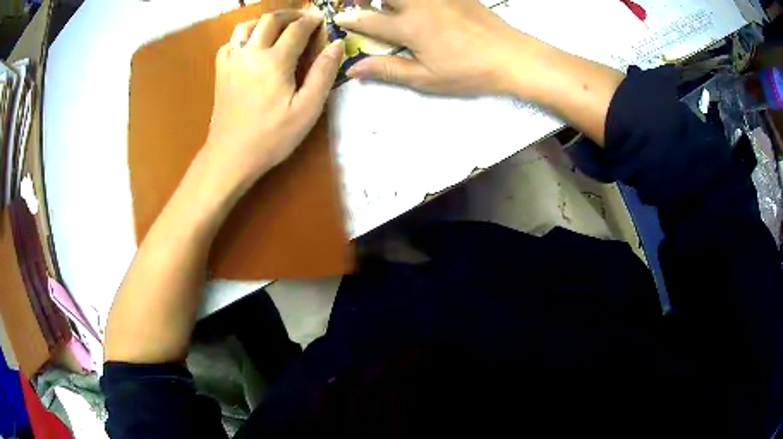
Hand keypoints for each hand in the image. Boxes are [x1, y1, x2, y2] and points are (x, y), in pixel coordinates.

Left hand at [204, 11, 344, 195]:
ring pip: (246, 26)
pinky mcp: (220, 72)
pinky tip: (251, 48)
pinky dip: (243, 38)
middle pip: (271, 19)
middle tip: (304, 21)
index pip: (297, 28)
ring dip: (265, 22)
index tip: (323, 21)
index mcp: (274, 61)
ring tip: (278, 29)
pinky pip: (230, 43)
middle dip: (291, 15)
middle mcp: (251, 53)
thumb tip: (338, 44)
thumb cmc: (271, 137)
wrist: (230, 156)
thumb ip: (323, 73)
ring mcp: (231, 61)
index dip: (313, 21)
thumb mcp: (307, 109)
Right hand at [335, 0, 538, 95]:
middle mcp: (419, 4)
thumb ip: (388, 69)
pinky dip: (415, 0)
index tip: (339, 19)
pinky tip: (420, 7)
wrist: (511, 56)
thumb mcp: (426, 78)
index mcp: (409, 27)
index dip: (350, 20)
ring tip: (390, 7)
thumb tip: (353, 69)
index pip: (368, 20)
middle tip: (364, 5)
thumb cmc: (469, 71)